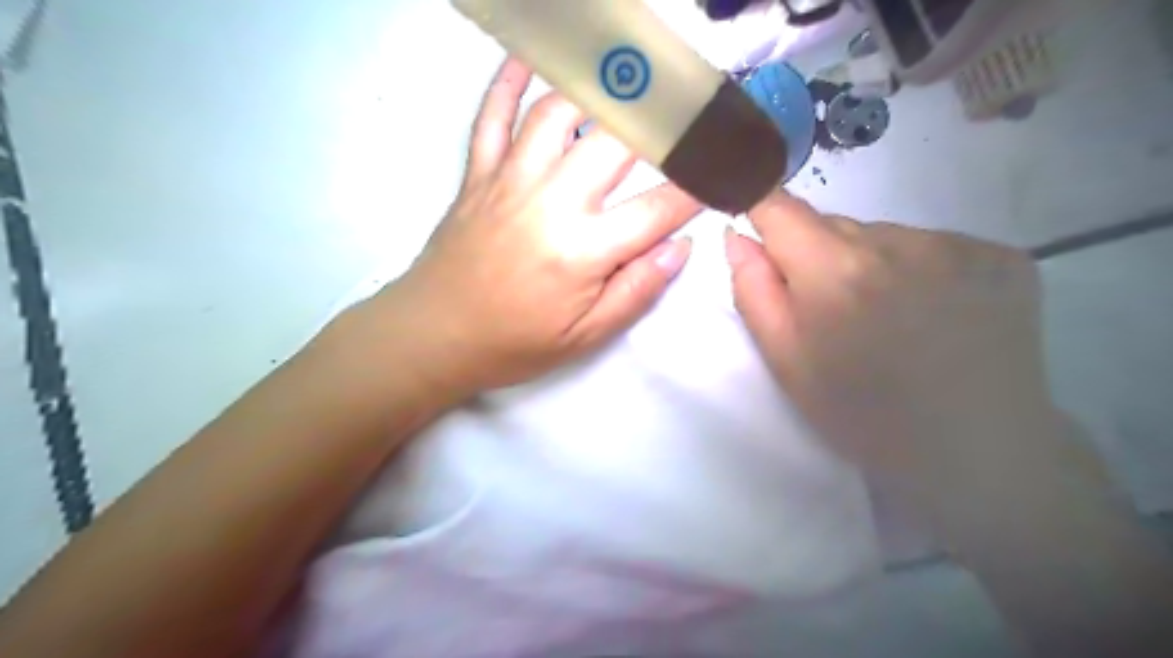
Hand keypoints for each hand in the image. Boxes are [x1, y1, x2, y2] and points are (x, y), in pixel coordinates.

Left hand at [369, 60, 693, 393]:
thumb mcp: (586, 337)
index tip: (723, 171)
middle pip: (616, 141)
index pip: (659, 207)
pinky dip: (508, 80)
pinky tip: (530, 58)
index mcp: (583, 249)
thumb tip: (680, 246)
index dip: (699, 187)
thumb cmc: (515, 342)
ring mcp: (510, 179)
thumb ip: (636, 290)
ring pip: (558, 112)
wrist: (435, 335)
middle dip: (661, 121)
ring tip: (628, 82)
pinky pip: (492, 114)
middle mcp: (551, 201)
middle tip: (688, 108)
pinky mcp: (478, 173)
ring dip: (597, 90)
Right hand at [724, 190, 1063, 514]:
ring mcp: (958, 245)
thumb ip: (753, 292)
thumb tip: (738, 235)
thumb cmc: (862, 414)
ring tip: (889, 318)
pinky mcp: (1002, 256)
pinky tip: (934, 314)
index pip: (780, 208)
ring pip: (884, 235)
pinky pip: (934, 246)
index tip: (758, 227)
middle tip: (833, 311)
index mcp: (835, 273)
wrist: (975, 453)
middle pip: (834, 225)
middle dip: (818, 256)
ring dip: (871, 263)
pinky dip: (921, 269)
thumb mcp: (786, 363)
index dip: (761, 209)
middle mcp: (898, 242)